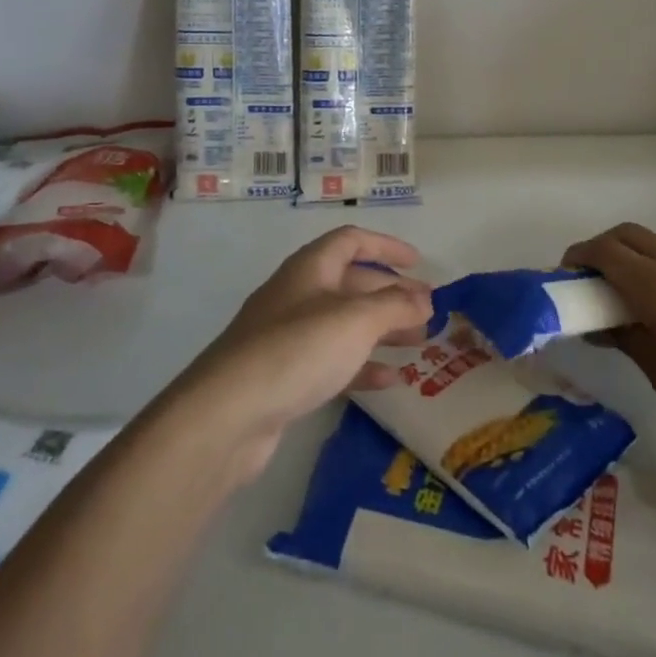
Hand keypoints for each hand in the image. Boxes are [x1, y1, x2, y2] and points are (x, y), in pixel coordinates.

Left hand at [175, 227, 433, 481]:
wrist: (227, 415)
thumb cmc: (297, 350)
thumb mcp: (356, 320)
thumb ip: (395, 306)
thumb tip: (425, 300)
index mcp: (310, 269)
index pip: (352, 241)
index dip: (387, 247)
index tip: (420, 263)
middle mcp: (298, 295)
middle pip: (351, 284)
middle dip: (392, 295)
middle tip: (428, 314)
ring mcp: (288, 338)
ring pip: (345, 325)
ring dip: (382, 331)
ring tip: (419, 346)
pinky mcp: (284, 377)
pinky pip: (332, 361)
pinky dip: (363, 366)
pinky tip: (390, 381)